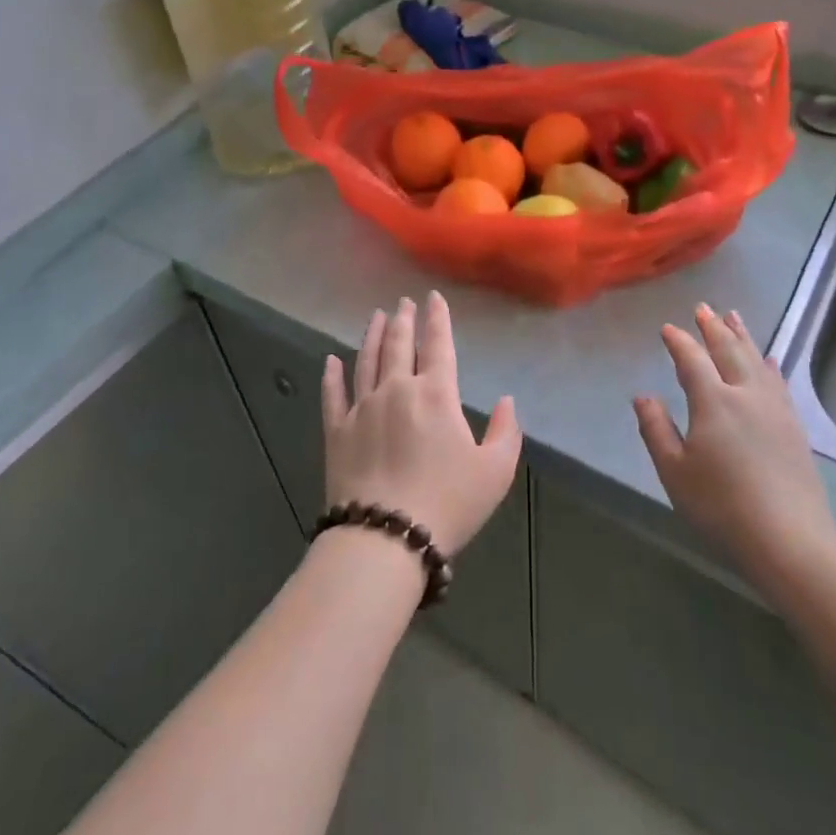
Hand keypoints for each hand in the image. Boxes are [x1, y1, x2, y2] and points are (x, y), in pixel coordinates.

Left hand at [321, 293, 520, 554]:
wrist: (385, 536)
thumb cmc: (448, 503)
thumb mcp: (495, 471)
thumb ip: (505, 432)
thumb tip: (505, 401)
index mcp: (435, 394)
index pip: (437, 345)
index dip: (437, 319)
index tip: (433, 298)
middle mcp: (396, 390)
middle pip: (398, 345)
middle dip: (403, 320)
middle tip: (403, 302)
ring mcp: (361, 408)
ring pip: (365, 361)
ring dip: (371, 335)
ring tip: (375, 316)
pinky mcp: (336, 431)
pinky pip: (332, 395)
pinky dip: (331, 375)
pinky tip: (330, 360)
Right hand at [634, 304, 835, 576]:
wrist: (787, 536)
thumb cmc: (720, 505)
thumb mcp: (674, 471)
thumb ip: (655, 429)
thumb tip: (642, 396)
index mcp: (713, 401)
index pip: (692, 360)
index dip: (679, 342)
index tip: (668, 328)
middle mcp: (745, 394)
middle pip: (728, 350)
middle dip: (713, 327)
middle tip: (703, 308)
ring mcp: (774, 408)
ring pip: (756, 360)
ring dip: (742, 336)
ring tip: (734, 317)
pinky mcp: (793, 425)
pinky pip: (778, 381)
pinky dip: (768, 364)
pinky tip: (768, 360)